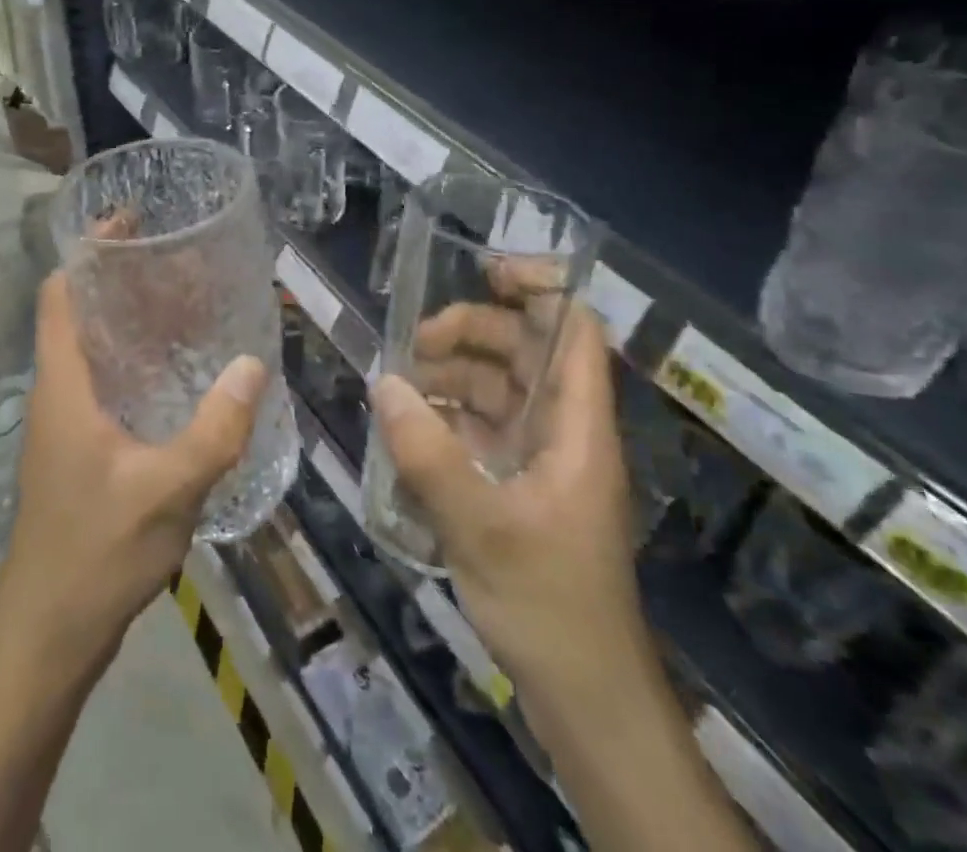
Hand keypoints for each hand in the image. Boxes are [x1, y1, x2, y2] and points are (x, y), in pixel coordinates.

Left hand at [0, 269, 267, 666]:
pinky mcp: (78, 448)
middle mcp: (57, 391)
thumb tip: (252, 364)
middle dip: (119, 279)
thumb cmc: (97, 551)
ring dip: (128, 320)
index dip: (87, 251)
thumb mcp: (168, 489)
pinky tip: (178, 372)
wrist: (48, 632)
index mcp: (63, 384)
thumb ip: (215, 428)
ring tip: (184, 301)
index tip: (130, 222)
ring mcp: (65, 422)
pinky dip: (134, 361)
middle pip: (78, 313)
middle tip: (176, 258)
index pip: (60, 294)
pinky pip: (104, 383)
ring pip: (92, 349)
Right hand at [370, 268, 650, 717]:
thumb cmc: (550, 604)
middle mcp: (562, 429)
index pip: (575, 331)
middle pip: (525, 350)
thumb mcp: (482, 528)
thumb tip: (383, 384)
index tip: (487, 269)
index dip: (542, 288)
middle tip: (416, 341)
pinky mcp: (517, 484)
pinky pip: (481, 425)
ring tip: (402, 378)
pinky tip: (409, 420)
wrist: (583, 697)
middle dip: (474, 331)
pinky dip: (447, 411)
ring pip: (499, 386)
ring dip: (454, 371)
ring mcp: (539, 457)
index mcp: (578, 426)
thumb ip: (429, 454)